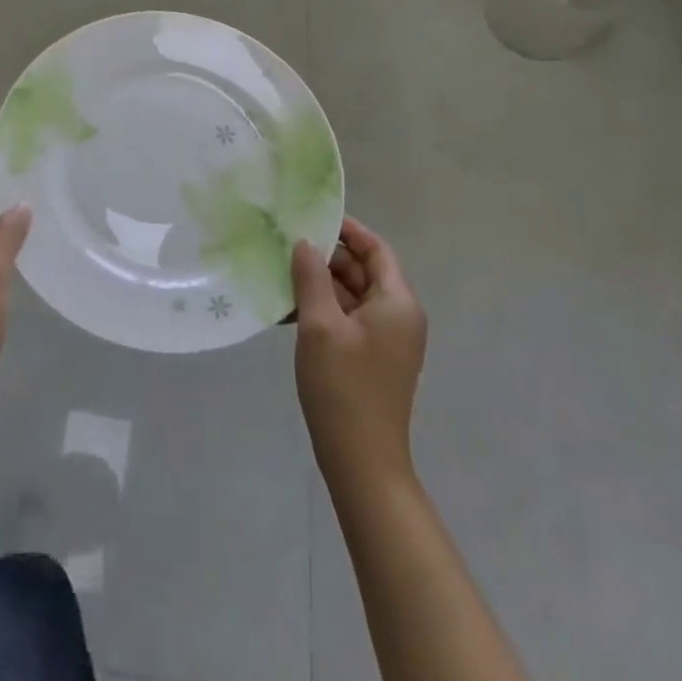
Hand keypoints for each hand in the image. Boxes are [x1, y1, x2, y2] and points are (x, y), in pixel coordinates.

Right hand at [291, 217, 427, 480]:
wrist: (362, 462)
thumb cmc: (343, 387)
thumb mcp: (320, 325)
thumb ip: (312, 277)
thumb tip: (305, 242)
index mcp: (397, 302)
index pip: (376, 249)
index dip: (348, 230)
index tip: (312, 218)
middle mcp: (399, 316)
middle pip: (364, 271)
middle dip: (327, 258)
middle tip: (287, 247)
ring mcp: (388, 340)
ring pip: (353, 296)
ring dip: (321, 285)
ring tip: (282, 276)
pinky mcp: (373, 359)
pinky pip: (349, 320)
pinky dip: (324, 310)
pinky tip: (289, 312)